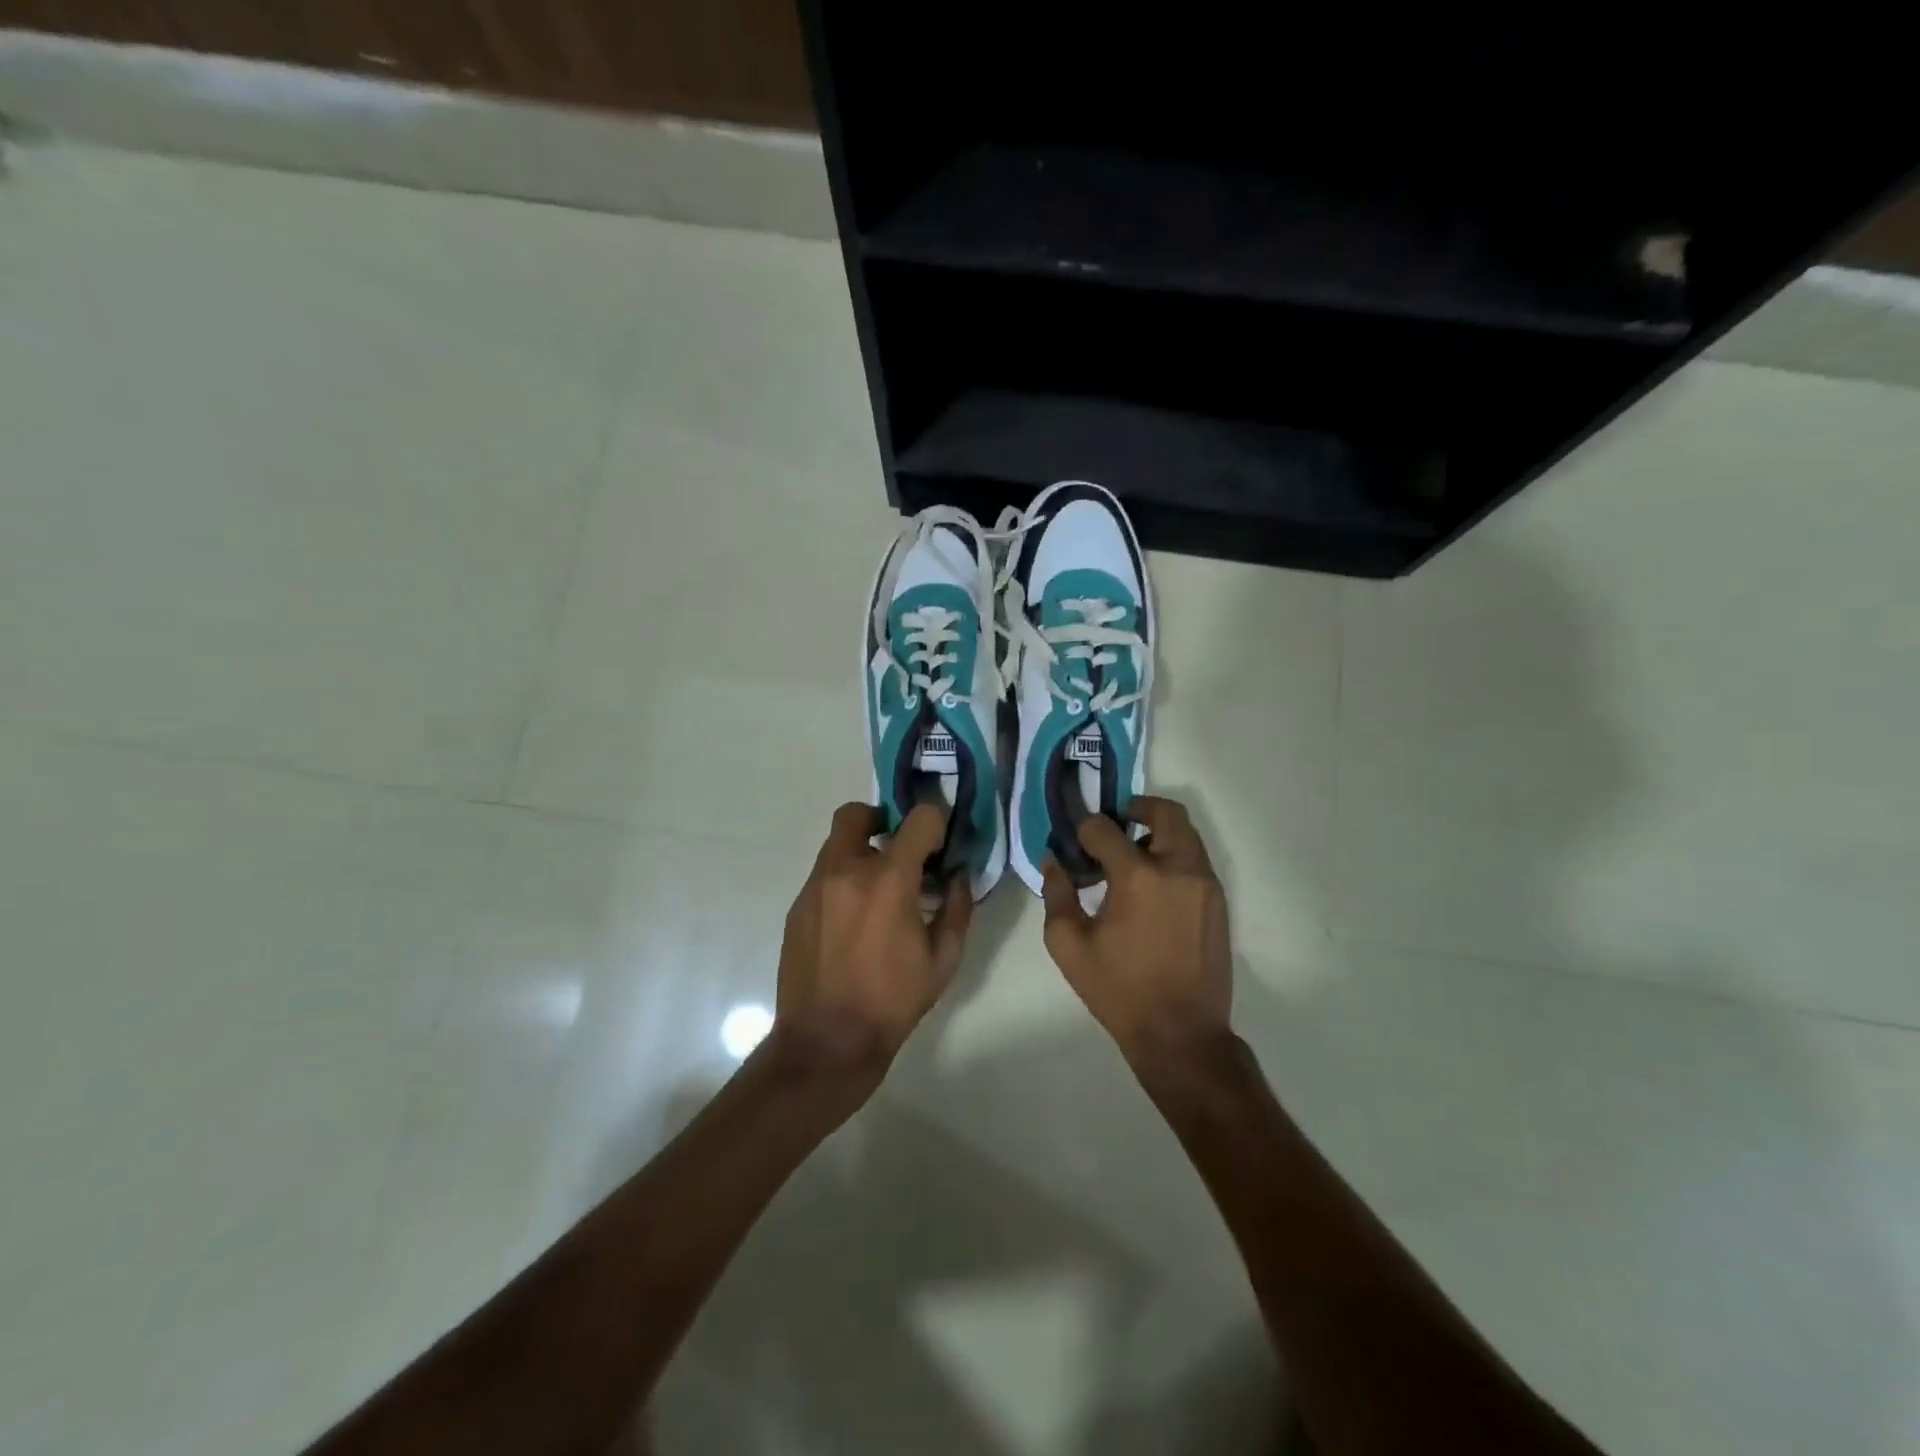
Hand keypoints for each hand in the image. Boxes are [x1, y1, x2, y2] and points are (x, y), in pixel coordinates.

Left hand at [774, 801, 971, 1079]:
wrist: (827, 1041)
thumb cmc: (893, 1001)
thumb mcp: (944, 959)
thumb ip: (958, 907)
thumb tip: (959, 874)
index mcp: (889, 880)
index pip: (918, 819)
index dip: (935, 821)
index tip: (940, 842)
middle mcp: (846, 870)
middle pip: (857, 813)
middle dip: (882, 820)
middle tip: (899, 849)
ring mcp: (815, 886)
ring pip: (836, 843)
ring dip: (861, 852)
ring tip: (878, 891)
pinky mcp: (797, 906)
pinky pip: (823, 874)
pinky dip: (843, 880)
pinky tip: (854, 919)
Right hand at [1041, 797, 1232, 1072]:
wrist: (1182, 1034)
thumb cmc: (1120, 991)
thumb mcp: (1069, 946)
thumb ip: (1057, 895)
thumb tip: (1054, 862)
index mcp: (1139, 877)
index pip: (1106, 829)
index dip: (1085, 830)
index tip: (1076, 842)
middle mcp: (1179, 869)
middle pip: (1165, 813)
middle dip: (1137, 808)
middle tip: (1115, 824)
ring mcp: (1205, 884)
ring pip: (1186, 833)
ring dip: (1157, 832)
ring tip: (1132, 858)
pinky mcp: (1219, 902)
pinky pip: (1196, 859)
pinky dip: (1174, 855)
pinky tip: (1153, 886)